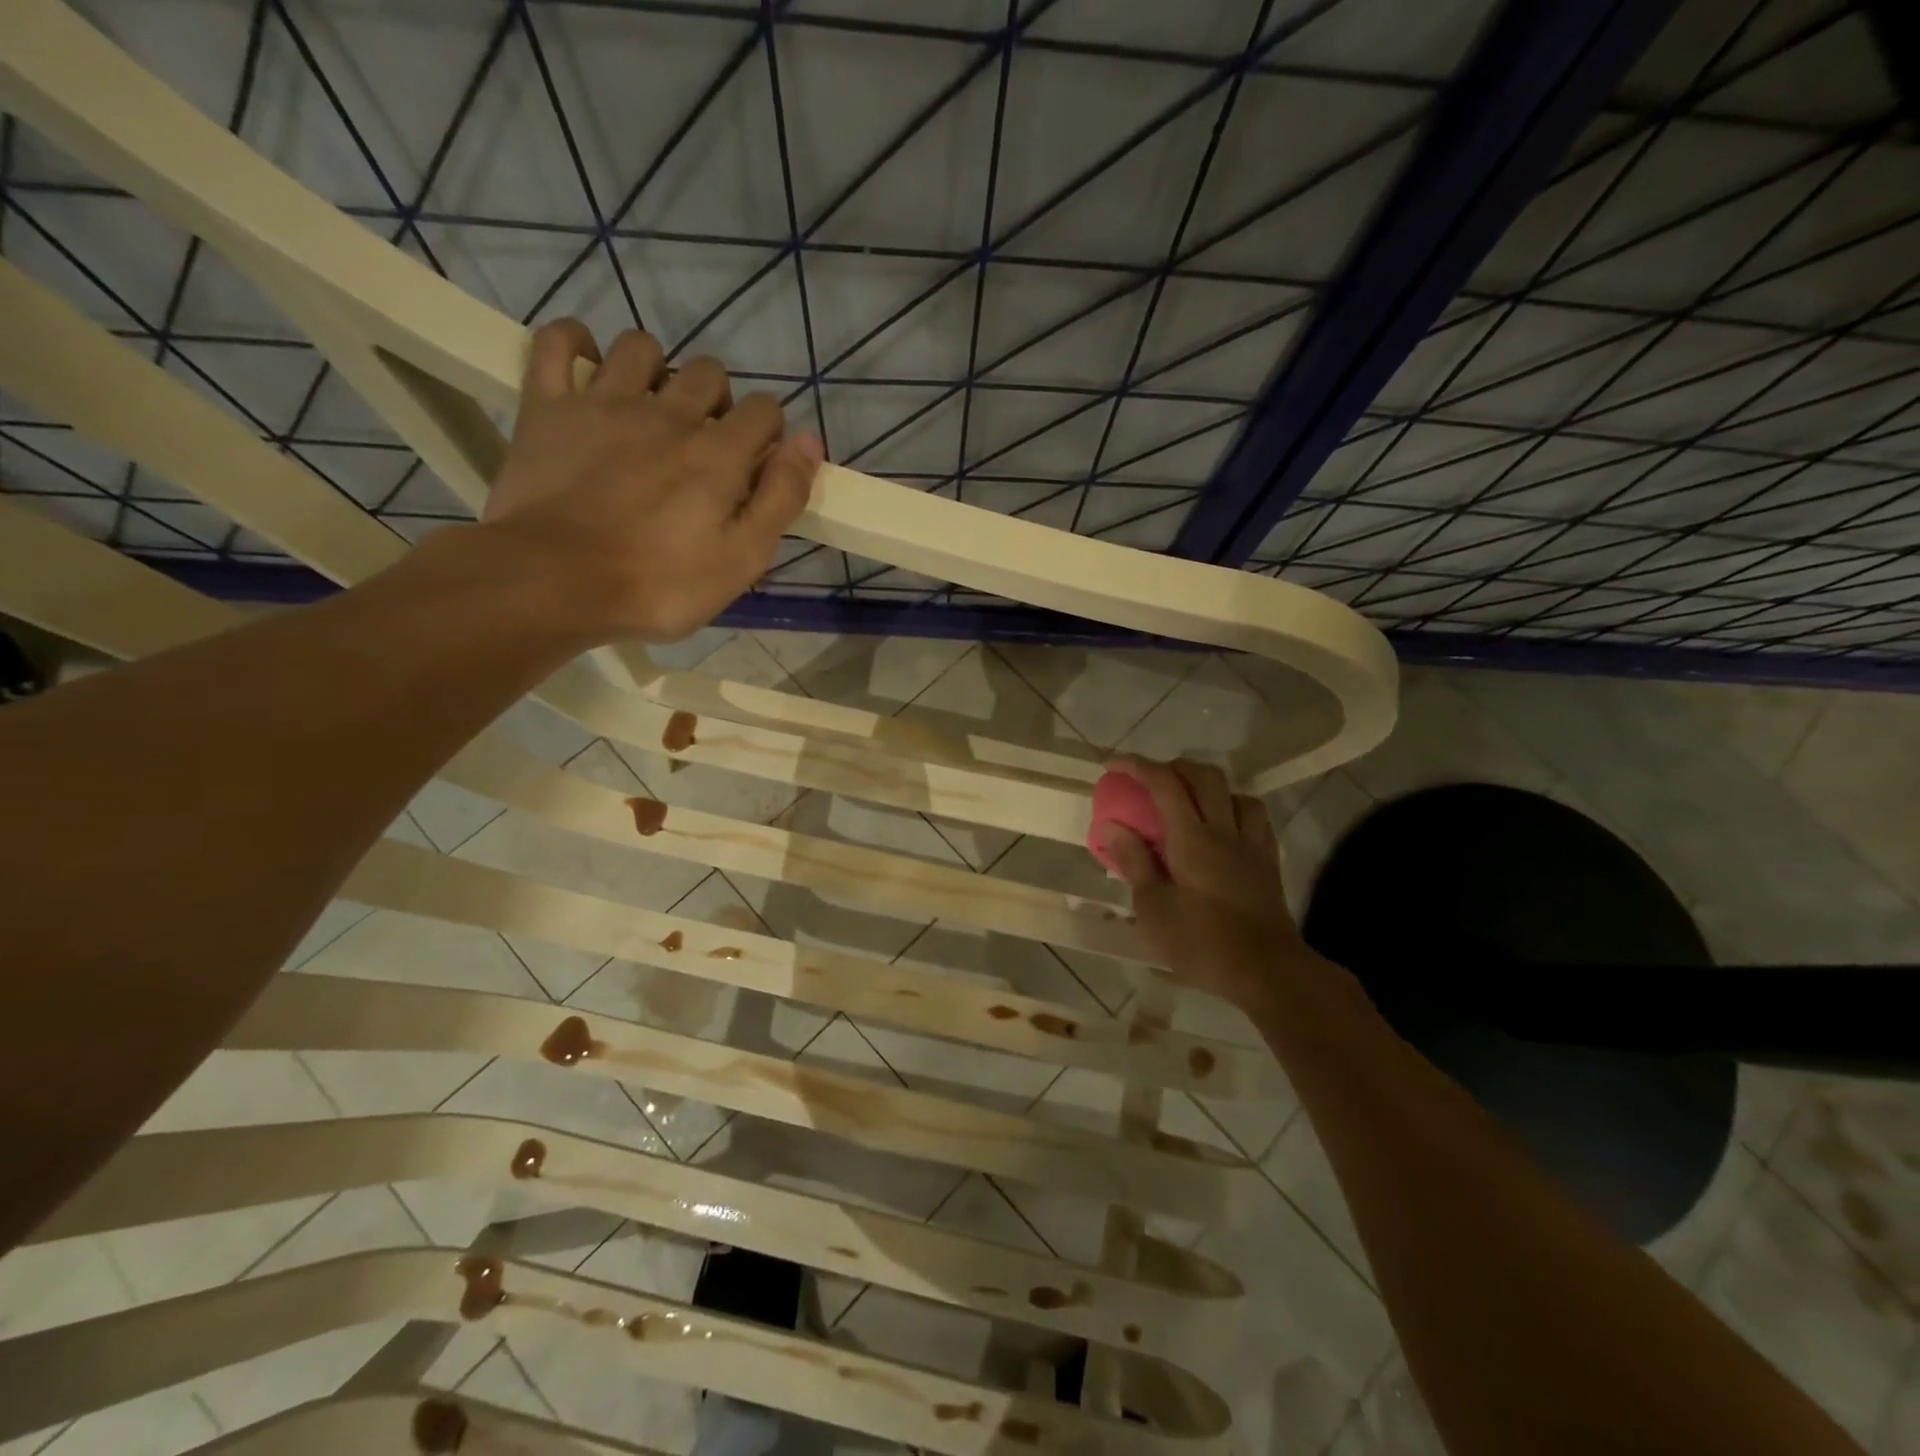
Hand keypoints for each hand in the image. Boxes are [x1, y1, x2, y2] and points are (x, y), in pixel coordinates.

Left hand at [479, 320, 823, 643]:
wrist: (553, 583)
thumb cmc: (658, 585)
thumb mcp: (741, 559)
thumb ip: (780, 498)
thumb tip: (810, 442)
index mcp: (718, 453)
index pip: (765, 410)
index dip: (770, 433)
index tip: (758, 465)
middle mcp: (667, 413)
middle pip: (709, 373)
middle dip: (719, 402)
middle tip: (705, 446)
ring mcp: (603, 403)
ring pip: (641, 347)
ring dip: (657, 369)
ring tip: (651, 408)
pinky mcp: (548, 407)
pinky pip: (557, 343)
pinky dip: (574, 342)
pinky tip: (587, 365)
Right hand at [1097, 756, 1320, 1007]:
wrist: (1268, 972)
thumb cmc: (1202, 942)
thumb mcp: (1153, 907)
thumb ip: (1133, 860)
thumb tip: (1110, 825)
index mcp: (1192, 838)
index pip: (1164, 783)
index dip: (1137, 766)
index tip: (1114, 765)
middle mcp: (1225, 830)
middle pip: (1204, 777)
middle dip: (1174, 767)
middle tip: (1150, 780)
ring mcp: (1252, 845)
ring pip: (1236, 793)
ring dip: (1209, 786)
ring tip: (1190, 801)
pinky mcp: (1268, 863)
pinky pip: (1255, 818)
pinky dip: (1234, 809)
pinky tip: (1224, 827)